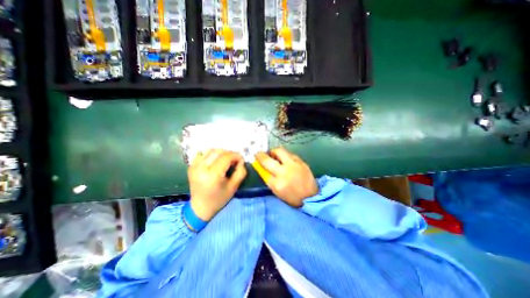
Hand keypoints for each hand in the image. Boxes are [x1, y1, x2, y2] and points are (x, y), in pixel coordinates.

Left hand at [187, 149, 247, 220]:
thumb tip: (241, 160)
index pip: (226, 157)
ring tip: (225, 161)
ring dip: (221, 153)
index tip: (241, 160)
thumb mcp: (234, 187)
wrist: (200, 207)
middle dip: (229, 154)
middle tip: (234, 161)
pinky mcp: (191, 166)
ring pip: (211, 150)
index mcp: (212, 175)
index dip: (236, 156)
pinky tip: (215, 162)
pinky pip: (204, 154)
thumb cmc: (219, 199)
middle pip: (218, 151)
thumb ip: (240, 172)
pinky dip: (212, 155)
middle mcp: (201, 168)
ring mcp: (194, 166)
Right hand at [255, 147, 315, 206]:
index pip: (263, 170)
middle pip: (269, 159)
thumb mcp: (277, 191)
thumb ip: (268, 178)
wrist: (311, 196)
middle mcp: (284, 172)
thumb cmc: (292, 196)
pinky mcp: (301, 161)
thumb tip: (261, 166)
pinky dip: (284, 154)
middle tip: (260, 153)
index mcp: (277, 184)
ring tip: (274, 155)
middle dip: (261, 155)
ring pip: (280, 151)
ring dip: (274, 152)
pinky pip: (289, 153)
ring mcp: (294, 165)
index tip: (255, 158)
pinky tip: (285, 158)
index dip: (258, 163)